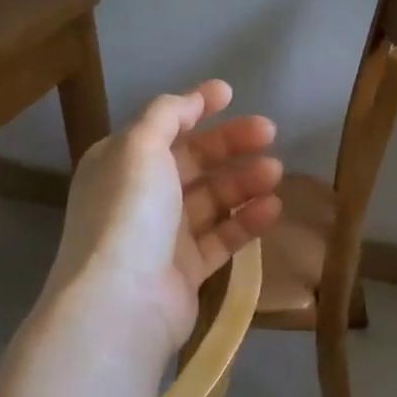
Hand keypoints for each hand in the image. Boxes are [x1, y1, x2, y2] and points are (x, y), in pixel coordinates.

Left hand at [50, 80, 283, 349]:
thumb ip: (166, 115)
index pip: (163, 127)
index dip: (195, 107)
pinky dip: (246, 221)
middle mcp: (140, 196)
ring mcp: (163, 236)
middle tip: (269, 133)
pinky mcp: (186, 270)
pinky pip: (222, 237)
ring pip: (211, 199)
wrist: (122, 303)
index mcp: (120, 163)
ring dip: (243, 181)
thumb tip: (189, 100)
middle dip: (230, 144)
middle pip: (192, 161)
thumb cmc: (129, 214)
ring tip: (276, 172)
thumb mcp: (140, 147)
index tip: (230, 93)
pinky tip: (273, 208)